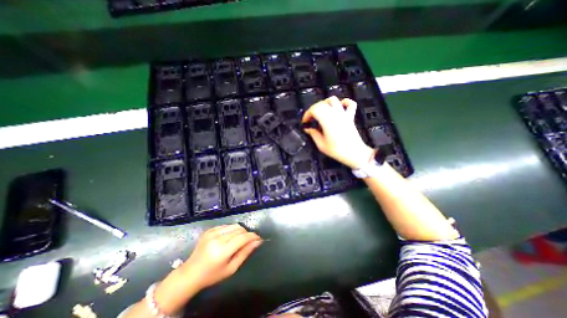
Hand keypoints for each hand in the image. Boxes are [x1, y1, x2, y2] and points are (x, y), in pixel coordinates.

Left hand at [179, 223, 263, 290]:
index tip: (259, 238)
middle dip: (247, 234)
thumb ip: (245, 253)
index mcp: (222, 251)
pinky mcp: (209, 230)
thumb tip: (258, 242)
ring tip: (240, 239)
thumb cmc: (212, 275)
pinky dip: (232, 230)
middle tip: (249, 241)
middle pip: (239, 229)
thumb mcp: (231, 268)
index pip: (243, 238)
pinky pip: (226, 225)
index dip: (253, 236)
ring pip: (234, 225)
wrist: (190, 273)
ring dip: (240, 231)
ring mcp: (212, 232)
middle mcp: (217, 238)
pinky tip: (230, 237)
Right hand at [304, 96, 375, 168]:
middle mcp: (335, 114)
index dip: (307, 114)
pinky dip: (344, 102)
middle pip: (321, 104)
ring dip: (324, 103)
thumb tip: (308, 129)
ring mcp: (343, 114)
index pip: (314, 109)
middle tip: (310, 120)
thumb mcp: (321, 145)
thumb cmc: (337, 151)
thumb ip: (313, 134)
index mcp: (327, 120)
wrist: (355, 153)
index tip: (305, 122)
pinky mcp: (350, 116)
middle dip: (313, 110)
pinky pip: (350, 103)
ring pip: (332, 100)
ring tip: (321, 112)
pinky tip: (339, 106)